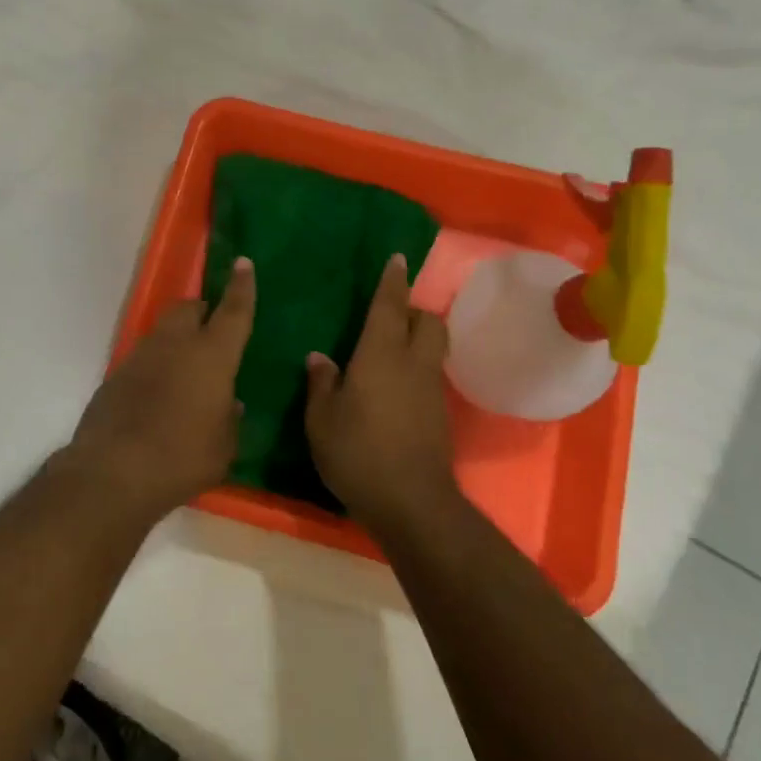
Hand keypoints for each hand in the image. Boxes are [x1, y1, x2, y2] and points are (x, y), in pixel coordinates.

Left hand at [65, 256, 255, 523]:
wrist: (113, 473)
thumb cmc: (182, 458)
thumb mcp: (224, 447)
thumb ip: (230, 419)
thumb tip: (230, 403)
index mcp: (212, 356)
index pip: (233, 311)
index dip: (241, 286)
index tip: (243, 263)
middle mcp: (175, 345)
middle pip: (188, 308)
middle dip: (202, 311)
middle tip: (211, 330)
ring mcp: (141, 357)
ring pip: (163, 331)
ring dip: (177, 339)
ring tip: (186, 370)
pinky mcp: (116, 376)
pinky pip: (144, 359)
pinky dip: (156, 366)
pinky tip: (158, 396)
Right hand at [304, 253, 457, 532]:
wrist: (412, 502)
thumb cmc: (358, 453)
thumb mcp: (322, 420)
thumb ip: (321, 384)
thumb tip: (320, 358)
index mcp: (381, 355)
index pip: (390, 306)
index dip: (392, 281)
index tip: (397, 259)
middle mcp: (413, 363)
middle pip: (428, 321)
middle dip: (414, 311)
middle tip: (390, 317)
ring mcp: (431, 389)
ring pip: (433, 348)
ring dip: (418, 339)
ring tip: (391, 350)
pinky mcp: (440, 414)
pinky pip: (431, 375)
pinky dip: (418, 368)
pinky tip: (396, 388)